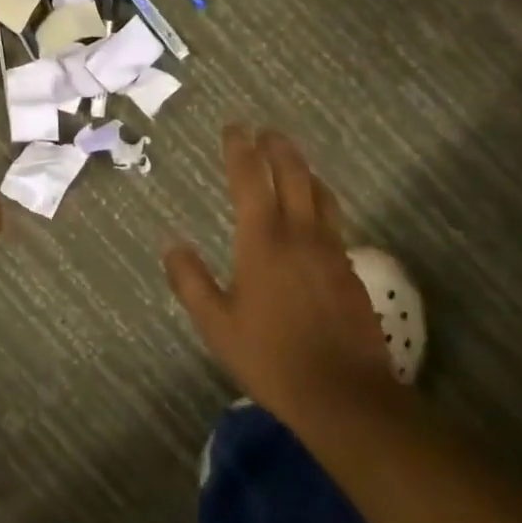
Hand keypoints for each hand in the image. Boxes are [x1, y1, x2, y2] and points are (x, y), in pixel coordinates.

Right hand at [165, 126, 395, 420]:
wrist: (344, 394)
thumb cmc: (271, 357)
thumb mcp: (217, 325)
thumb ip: (191, 282)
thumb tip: (172, 246)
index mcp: (263, 240)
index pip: (251, 178)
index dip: (240, 149)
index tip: (234, 128)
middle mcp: (299, 234)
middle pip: (293, 173)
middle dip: (278, 147)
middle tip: (266, 132)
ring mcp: (330, 250)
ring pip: (320, 193)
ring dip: (303, 169)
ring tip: (292, 161)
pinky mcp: (349, 270)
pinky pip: (333, 220)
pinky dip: (319, 200)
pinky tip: (313, 214)